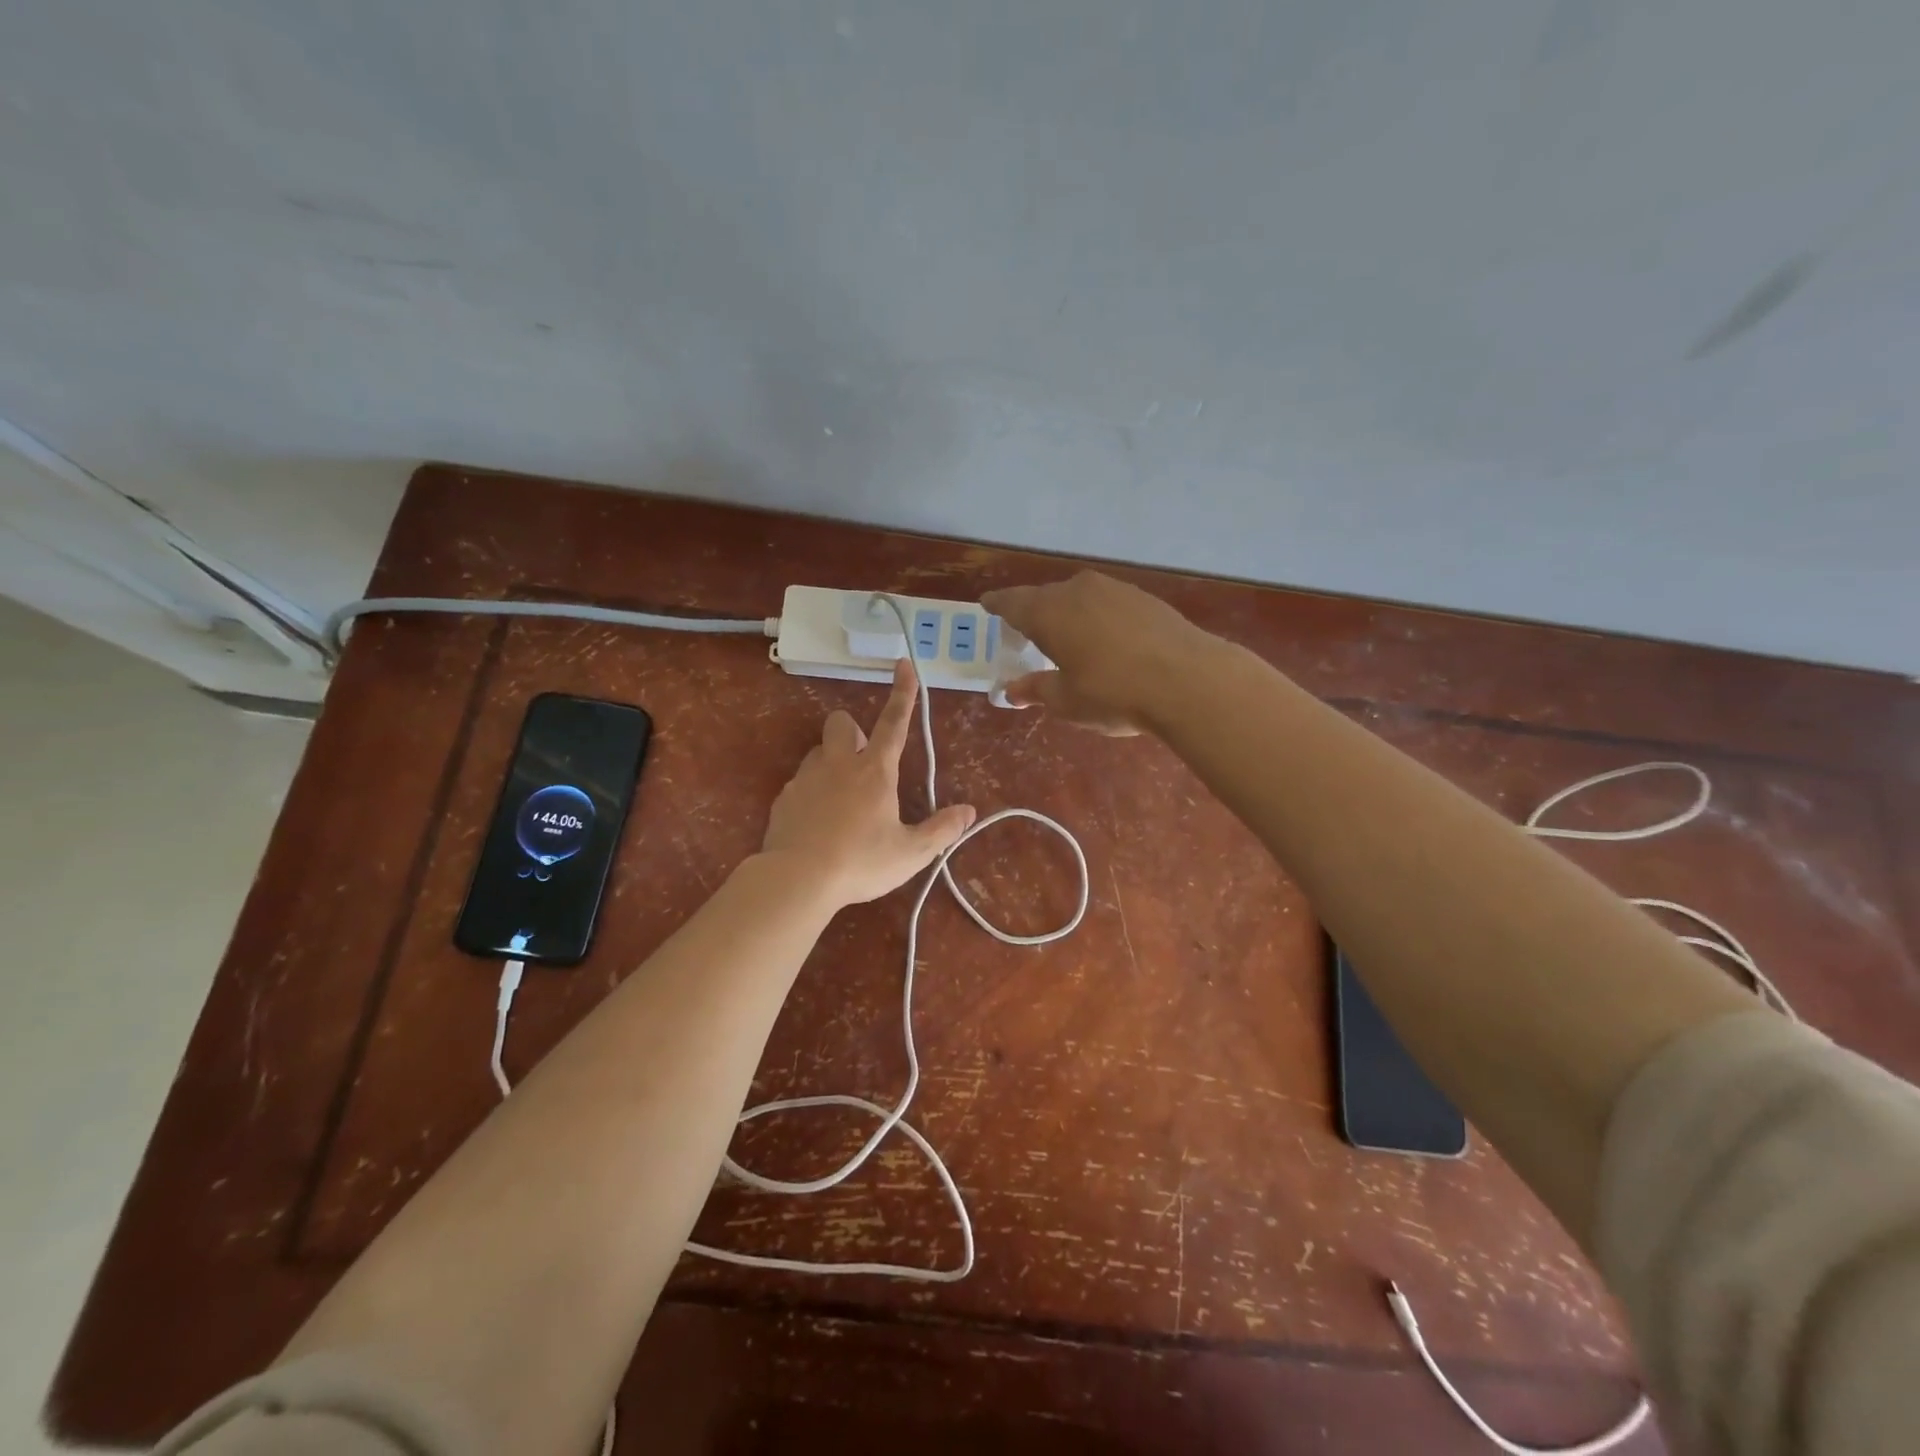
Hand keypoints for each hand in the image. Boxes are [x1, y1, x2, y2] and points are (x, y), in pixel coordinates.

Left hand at [761, 657, 976, 906]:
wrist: (797, 879)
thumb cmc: (861, 862)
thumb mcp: (911, 852)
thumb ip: (941, 830)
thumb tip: (968, 812)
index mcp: (874, 771)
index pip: (894, 723)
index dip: (903, 693)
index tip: (905, 663)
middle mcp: (839, 765)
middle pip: (842, 723)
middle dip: (853, 731)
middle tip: (864, 763)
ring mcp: (806, 778)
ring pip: (819, 751)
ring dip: (832, 762)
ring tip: (843, 799)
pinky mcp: (784, 798)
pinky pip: (800, 782)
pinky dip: (813, 792)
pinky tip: (819, 822)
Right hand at [982, 572, 1212, 734]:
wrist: (1188, 680)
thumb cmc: (1113, 693)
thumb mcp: (1066, 700)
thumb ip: (1036, 690)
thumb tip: (1012, 690)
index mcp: (1048, 612)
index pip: (1012, 602)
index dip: (997, 605)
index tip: (987, 605)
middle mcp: (1077, 590)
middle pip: (1045, 598)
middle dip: (1034, 614)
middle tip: (1028, 634)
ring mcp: (1114, 589)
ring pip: (1079, 597)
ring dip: (1068, 615)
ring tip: (1068, 638)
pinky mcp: (1144, 597)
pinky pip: (1106, 603)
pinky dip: (1097, 618)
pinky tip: (1106, 640)